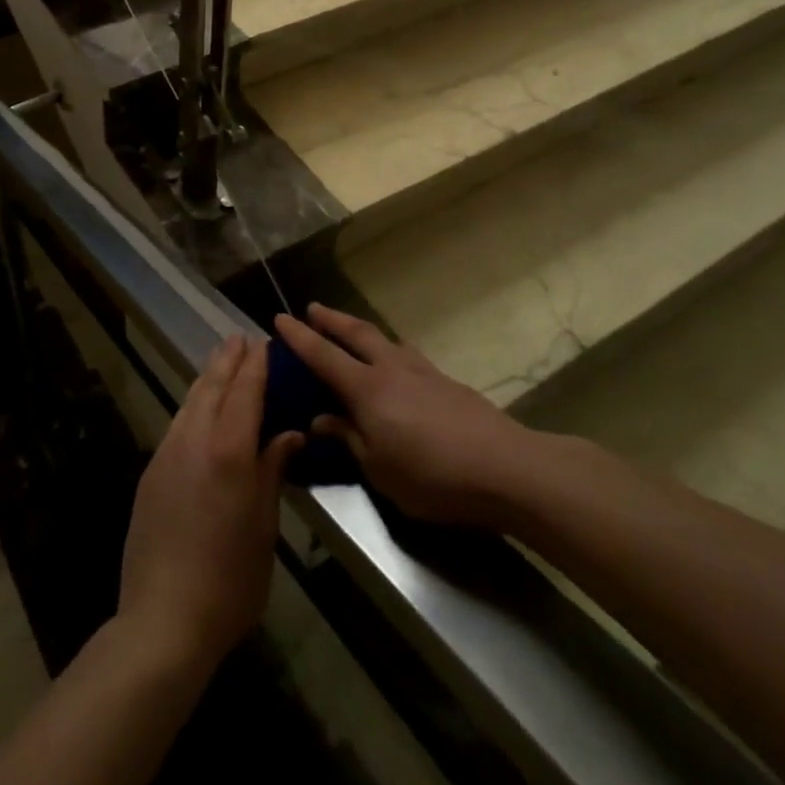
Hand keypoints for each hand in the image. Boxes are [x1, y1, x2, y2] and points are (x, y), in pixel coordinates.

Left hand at [116, 335, 302, 670]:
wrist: (163, 619)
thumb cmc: (230, 579)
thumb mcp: (264, 527)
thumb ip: (272, 471)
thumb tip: (287, 435)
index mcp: (229, 449)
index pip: (245, 391)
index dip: (256, 364)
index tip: (265, 342)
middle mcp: (194, 439)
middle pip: (212, 385)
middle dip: (228, 359)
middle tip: (240, 338)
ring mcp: (167, 453)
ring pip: (190, 400)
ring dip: (207, 377)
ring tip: (221, 362)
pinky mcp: (151, 472)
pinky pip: (177, 423)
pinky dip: (193, 404)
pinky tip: (199, 408)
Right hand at [275, 304, 531, 527]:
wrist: (504, 467)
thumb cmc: (432, 475)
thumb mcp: (380, 469)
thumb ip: (349, 439)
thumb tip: (322, 419)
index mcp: (367, 389)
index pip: (323, 356)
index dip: (299, 337)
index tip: (279, 318)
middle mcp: (391, 368)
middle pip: (355, 333)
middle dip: (331, 320)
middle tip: (313, 308)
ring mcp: (422, 371)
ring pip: (384, 339)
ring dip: (361, 331)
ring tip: (352, 332)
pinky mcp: (446, 381)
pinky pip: (406, 355)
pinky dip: (388, 350)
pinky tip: (394, 365)